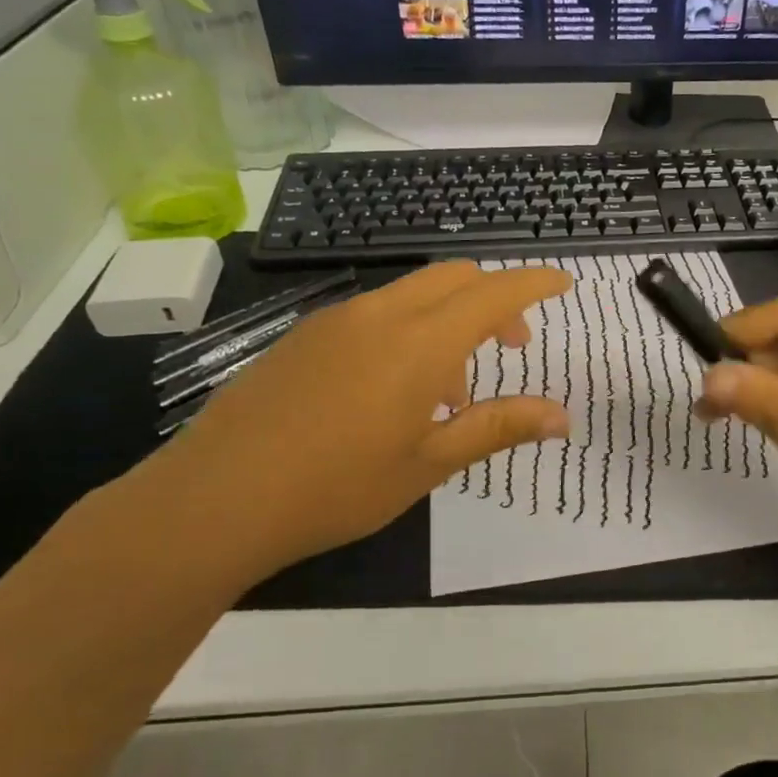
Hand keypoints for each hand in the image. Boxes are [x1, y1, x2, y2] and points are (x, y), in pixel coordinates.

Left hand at [111, 261, 572, 587]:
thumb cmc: (337, 486)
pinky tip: (393, 391)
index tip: (562, 282)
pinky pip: (376, 313)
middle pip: (454, 278)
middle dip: (494, 299)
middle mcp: (381, 314)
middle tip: (513, 346)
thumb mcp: (429, 463)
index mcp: (420, 342)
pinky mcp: (304, 336)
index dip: (534, 283)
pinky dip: (408, 331)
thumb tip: (562, 416)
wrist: (214, 498)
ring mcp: (337, 320)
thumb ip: (498, 427)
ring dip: (449, 320)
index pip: (494, 293)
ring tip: (449, 391)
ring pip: (414, 294)